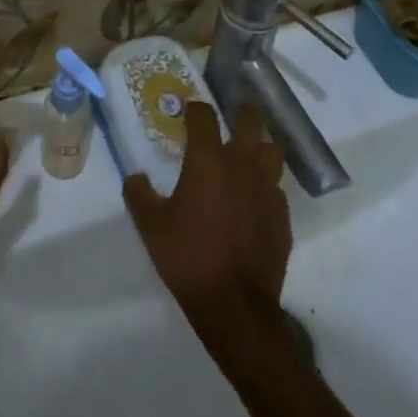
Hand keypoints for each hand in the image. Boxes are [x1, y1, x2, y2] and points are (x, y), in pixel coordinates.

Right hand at [124, 102, 289, 327]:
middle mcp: (241, 163)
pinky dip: (266, 189)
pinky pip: (277, 189)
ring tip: (246, 159)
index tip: (188, 116)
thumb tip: (134, 177)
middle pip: (250, 118)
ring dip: (259, 149)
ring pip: (271, 150)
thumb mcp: (150, 227)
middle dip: (239, 114)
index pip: (204, 114)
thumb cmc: (188, 258)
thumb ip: (139, 195)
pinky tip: (254, 204)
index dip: (195, 110)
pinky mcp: (283, 215)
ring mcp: (267, 188)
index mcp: (208, 159)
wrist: (235, 307)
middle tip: (228, 123)